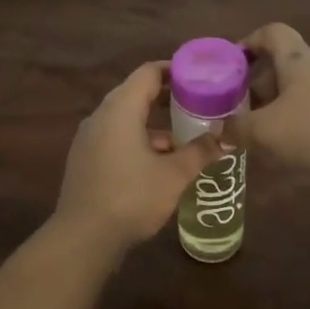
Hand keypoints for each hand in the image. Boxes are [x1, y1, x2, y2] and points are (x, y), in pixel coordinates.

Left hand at [53, 61, 227, 257]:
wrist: (83, 238)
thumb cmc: (131, 198)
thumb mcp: (174, 175)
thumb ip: (200, 152)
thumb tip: (226, 138)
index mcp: (120, 109)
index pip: (148, 73)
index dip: (174, 70)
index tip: (199, 76)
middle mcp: (101, 116)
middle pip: (135, 93)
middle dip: (167, 97)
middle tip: (198, 103)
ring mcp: (89, 138)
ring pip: (125, 118)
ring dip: (153, 123)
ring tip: (185, 137)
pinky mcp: (85, 159)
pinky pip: (115, 137)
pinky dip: (138, 140)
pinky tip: (159, 162)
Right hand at [232, 24, 309, 176]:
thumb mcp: (265, 131)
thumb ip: (236, 129)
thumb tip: (219, 130)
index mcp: (298, 59)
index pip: (272, 32)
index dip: (249, 41)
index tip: (233, 63)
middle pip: (285, 63)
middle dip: (260, 84)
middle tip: (242, 108)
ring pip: (302, 89)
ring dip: (281, 105)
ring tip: (263, 131)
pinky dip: (302, 122)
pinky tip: (293, 148)